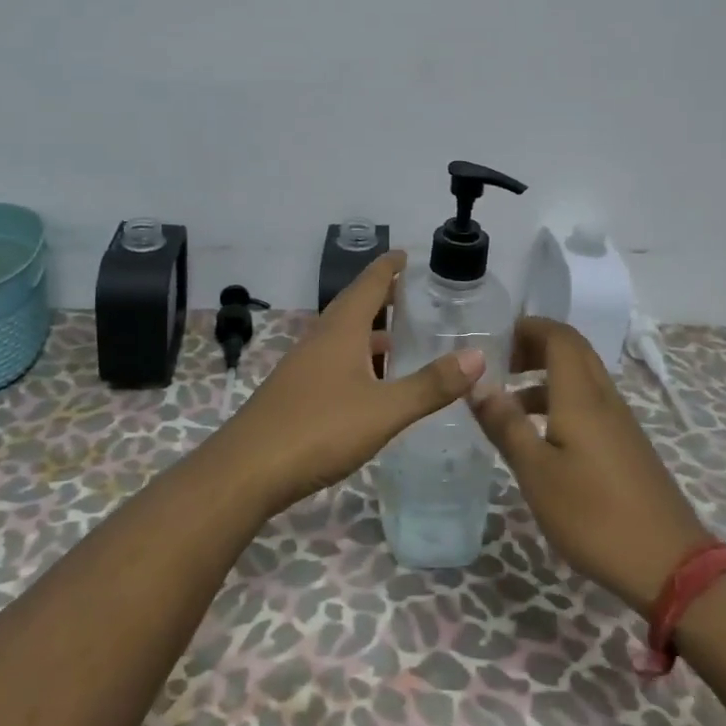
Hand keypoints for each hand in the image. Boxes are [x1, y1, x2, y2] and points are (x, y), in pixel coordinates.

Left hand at [219, 252, 484, 511]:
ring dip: (370, 331)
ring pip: (342, 336)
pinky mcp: (296, 392)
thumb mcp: (384, 410)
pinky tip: (371, 383)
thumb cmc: (318, 430)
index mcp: (340, 331)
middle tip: (413, 293)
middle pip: (353, 306)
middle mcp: (320, 339)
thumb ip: (430, 385)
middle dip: (382, 296)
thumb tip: (477, 355)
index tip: (407, 254)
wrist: (248, 470)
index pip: (368, 285)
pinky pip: (334, 361)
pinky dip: (358, 359)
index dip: (388, 268)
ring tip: (400, 337)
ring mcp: (304, 366)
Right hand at [468, 315, 710, 612]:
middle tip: (499, 365)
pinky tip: (541, 439)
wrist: (669, 565)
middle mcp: (604, 399)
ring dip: (545, 378)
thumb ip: (506, 425)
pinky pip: (590, 405)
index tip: (494, 339)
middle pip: (573, 352)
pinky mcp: (627, 447)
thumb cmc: (594, 515)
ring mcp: (620, 423)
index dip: (528, 328)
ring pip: (581, 379)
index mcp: (582, 396)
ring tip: (509, 405)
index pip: (559, 336)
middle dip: (535, 347)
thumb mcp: (536, 473)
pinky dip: (560, 403)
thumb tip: (477, 382)